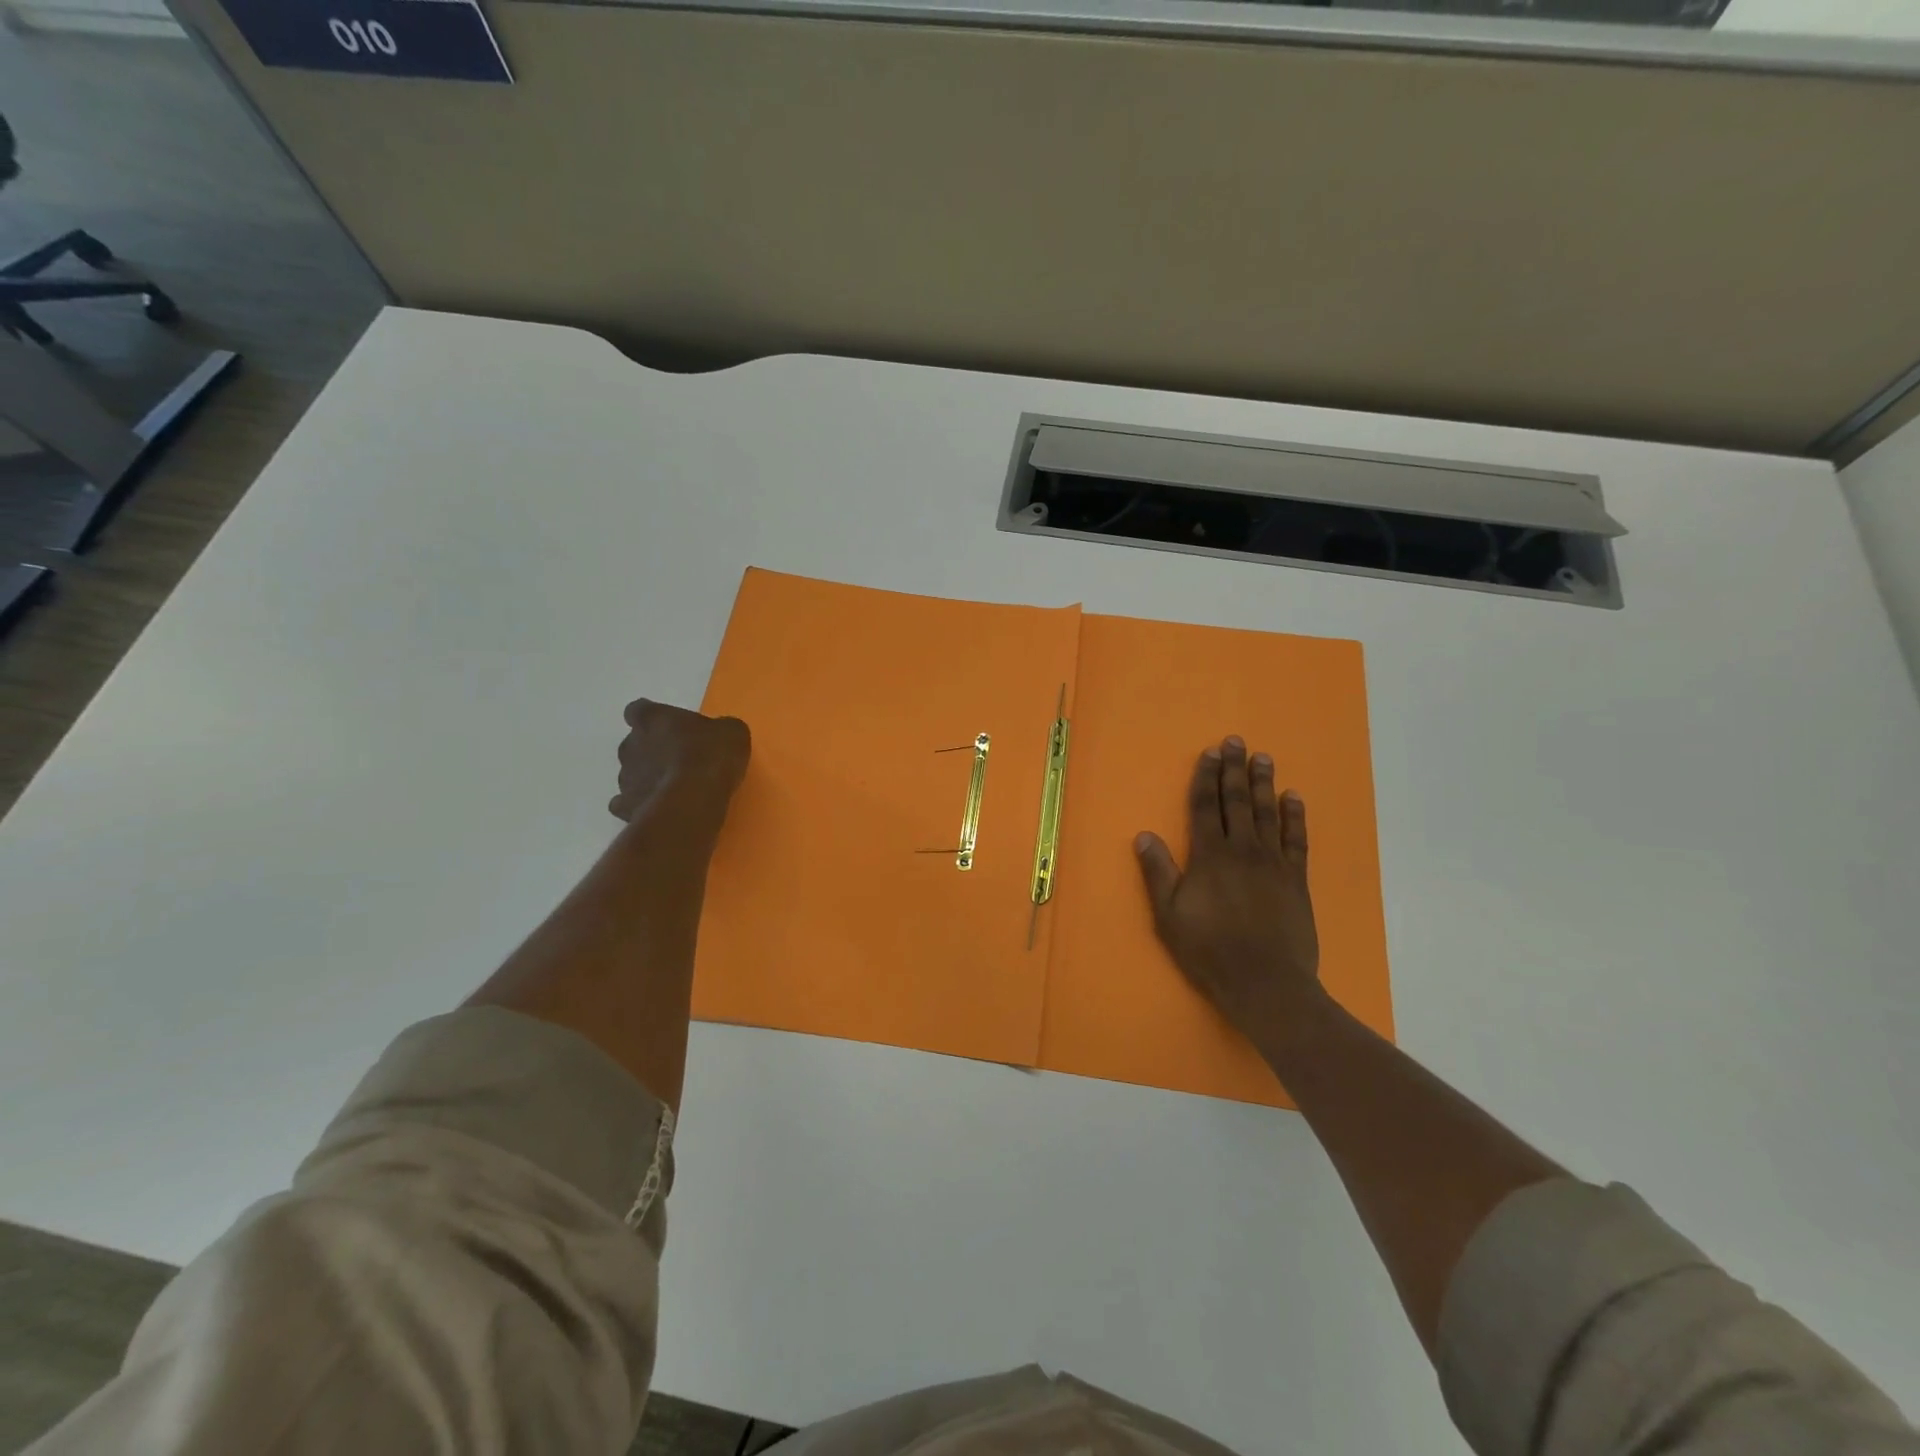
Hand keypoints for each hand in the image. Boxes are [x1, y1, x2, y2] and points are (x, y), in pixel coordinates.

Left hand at [609, 699, 750, 822]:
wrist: (693, 800)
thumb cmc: (711, 755)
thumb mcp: (731, 732)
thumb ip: (719, 729)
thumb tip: (719, 734)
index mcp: (652, 718)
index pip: (639, 710)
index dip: (651, 718)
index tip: (665, 726)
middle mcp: (630, 744)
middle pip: (634, 743)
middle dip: (652, 750)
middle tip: (678, 760)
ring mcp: (625, 777)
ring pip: (632, 774)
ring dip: (648, 778)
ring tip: (674, 788)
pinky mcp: (626, 807)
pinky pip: (627, 803)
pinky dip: (640, 804)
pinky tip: (659, 808)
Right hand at [1135, 736, 1326, 1061]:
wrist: (1266, 983)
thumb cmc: (1209, 951)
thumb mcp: (1169, 916)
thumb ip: (1159, 873)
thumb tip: (1144, 835)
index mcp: (1209, 857)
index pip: (1206, 807)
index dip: (1206, 778)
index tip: (1210, 753)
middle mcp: (1242, 851)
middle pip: (1237, 802)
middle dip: (1234, 770)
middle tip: (1236, 741)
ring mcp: (1273, 863)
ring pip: (1267, 813)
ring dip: (1264, 784)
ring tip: (1263, 757)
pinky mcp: (1296, 880)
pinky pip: (1296, 840)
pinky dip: (1295, 817)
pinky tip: (1293, 798)